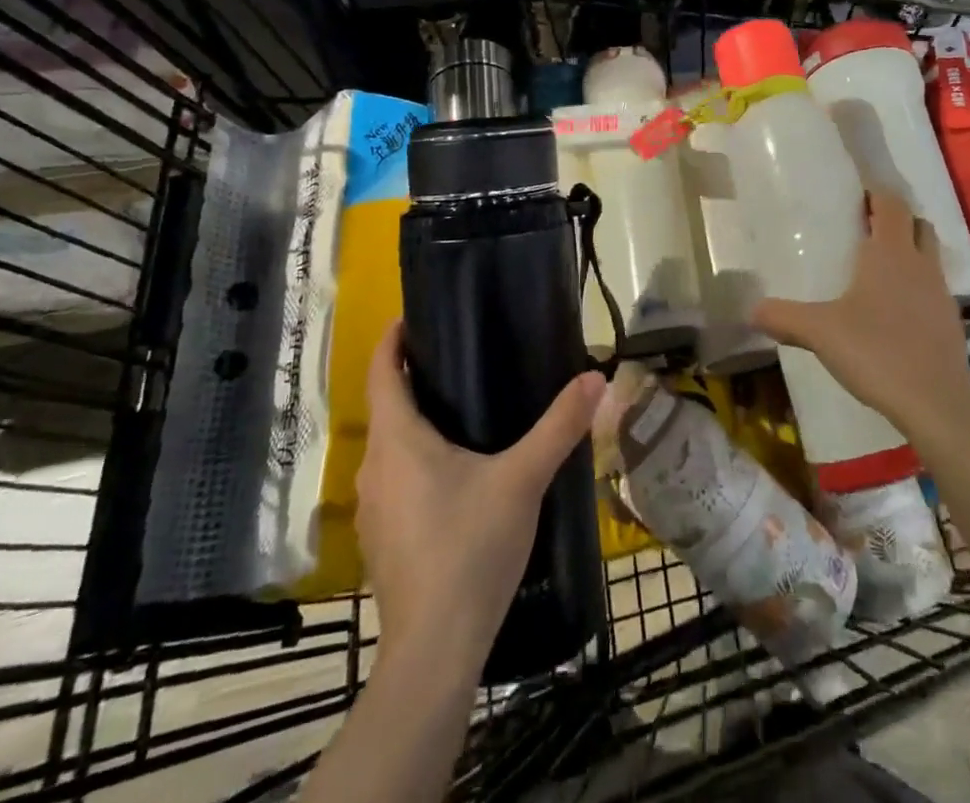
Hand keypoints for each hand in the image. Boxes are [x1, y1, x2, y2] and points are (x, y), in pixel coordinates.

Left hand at [356, 324, 606, 669]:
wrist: (435, 650)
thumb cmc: (471, 548)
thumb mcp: (523, 478)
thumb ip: (559, 426)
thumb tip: (596, 378)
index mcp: (398, 440)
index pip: (381, 373)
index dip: (394, 341)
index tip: (415, 318)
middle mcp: (374, 468)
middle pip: (386, 408)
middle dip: (414, 380)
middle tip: (461, 360)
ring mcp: (373, 510)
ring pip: (389, 448)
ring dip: (415, 424)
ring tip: (462, 411)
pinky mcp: (382, 541)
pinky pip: (394, 481)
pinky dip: (415, 462)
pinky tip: (454, 476)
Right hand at [751, 189, 969, 441]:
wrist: (936, 404)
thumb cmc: (876, 351)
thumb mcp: (820, 332)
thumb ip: (784, 317)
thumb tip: (751, 310)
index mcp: (890, 253)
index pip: (891, 204)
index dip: (877, 194)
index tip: (858, 195)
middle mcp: (920, 264)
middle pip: (917, 224)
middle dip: (896, 220)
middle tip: (867, 228)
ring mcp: (940, 293)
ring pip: (929, 256)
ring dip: (910, 252)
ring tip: (879, 269)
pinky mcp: (951, 322)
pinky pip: (933, 289)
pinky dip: (917, 287)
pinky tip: (896, 311)